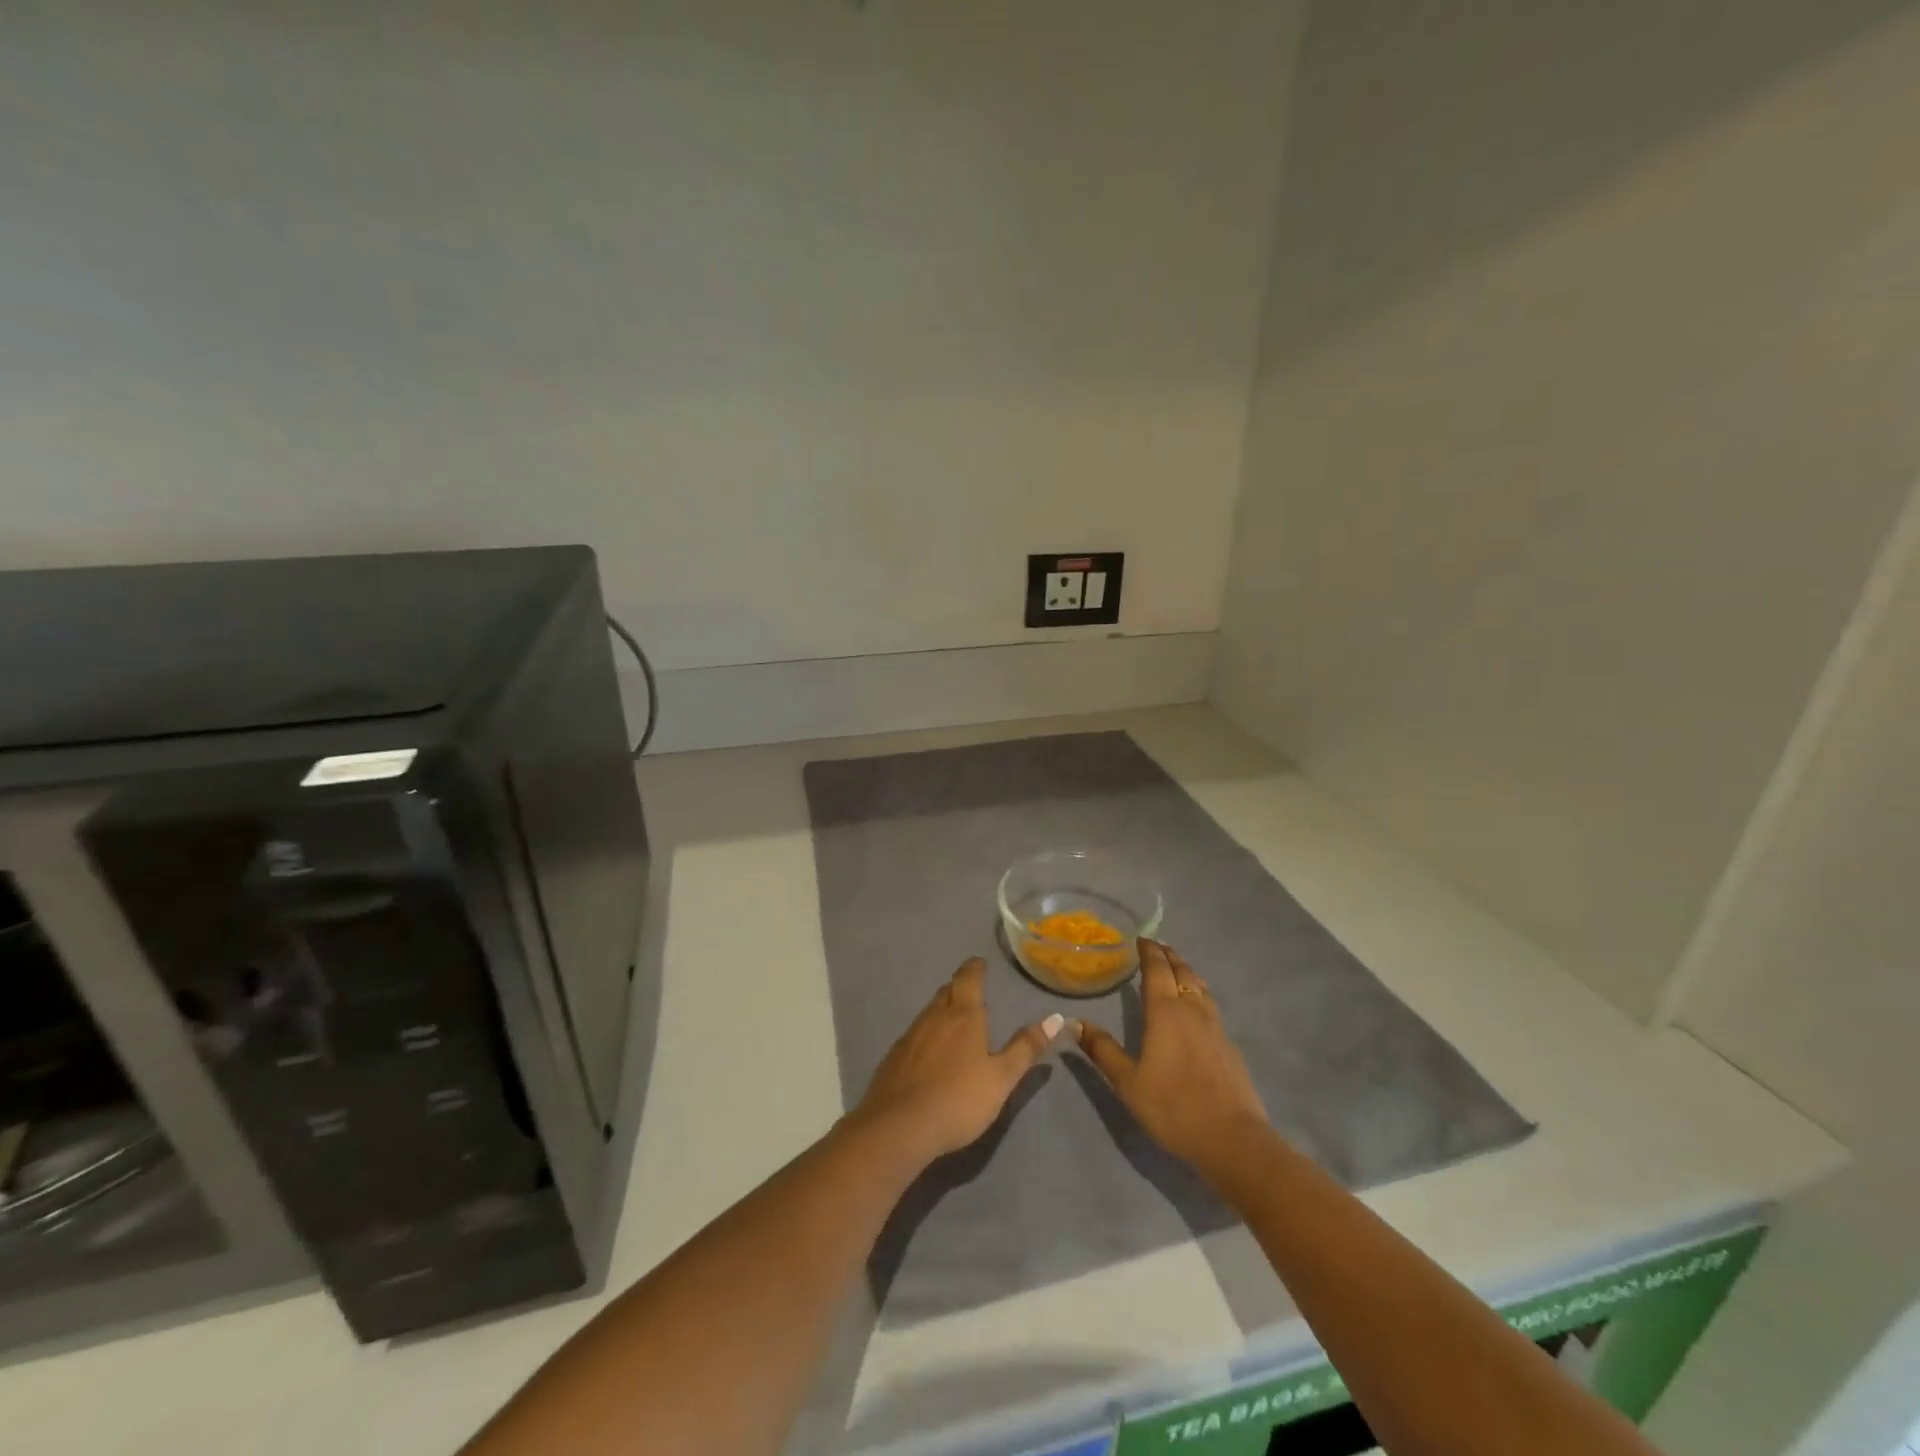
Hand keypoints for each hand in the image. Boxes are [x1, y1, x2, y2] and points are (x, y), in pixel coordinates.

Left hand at [851, 957, 1064, 1167]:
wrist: (898, 1127)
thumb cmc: (958, 1099)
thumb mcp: (1001, 1078)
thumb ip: (1026, 1048)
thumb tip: (1055, 1017)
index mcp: (962, 1016)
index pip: (968, 978)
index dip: (975, 968)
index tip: (980, 963)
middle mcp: (934, 1017)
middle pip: (946, 991)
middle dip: (959, 988)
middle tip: (971, 993)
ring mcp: (910, 1036)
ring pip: (929, 1012)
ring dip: (942, 1010)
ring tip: (954, 1022)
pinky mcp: (894, 1057)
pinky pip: (915, 1034)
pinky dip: (927, 1035)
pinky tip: (930, 1054)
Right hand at [1077, 941, 1269, 1184]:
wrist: (1232, 1139)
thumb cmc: (1172, 1107)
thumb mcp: (1127, 1082)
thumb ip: (1102, 1050)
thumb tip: (1073, 1022)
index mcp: (1165, 1011)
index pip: (1157, 968)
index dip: (1149, 951)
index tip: (1141, 938)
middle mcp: (1192, 1009)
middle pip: (1182, 971)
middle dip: (1169, 955)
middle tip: (1157, 946)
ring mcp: (1215, 1026)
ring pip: (1200, 986)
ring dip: (1186, 971)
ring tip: (1177, 968)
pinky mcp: (1229, 1045)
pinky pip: (1211, 1005)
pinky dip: (1199, 994)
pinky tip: (1195, 1009)